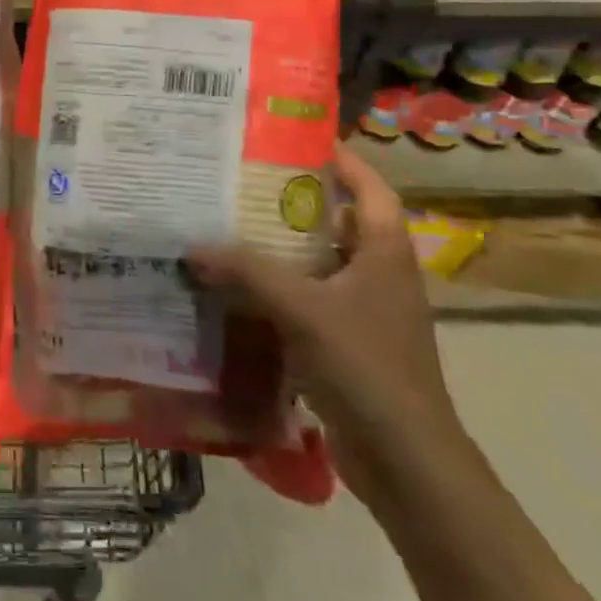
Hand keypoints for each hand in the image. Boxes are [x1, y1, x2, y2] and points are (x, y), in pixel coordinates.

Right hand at [187, 141, 462, 500]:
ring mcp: (366, 313)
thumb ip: (247, 270)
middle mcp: (380, 275)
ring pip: (318, 265)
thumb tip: (193, 245)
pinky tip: (237, 292)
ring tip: (229, 230)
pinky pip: (308, 303)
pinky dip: (277, 293)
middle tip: (241, 184)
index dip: (340, 160)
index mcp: (385, 253)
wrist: (406, 460)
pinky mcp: (348, 346)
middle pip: (337, 223)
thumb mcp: (303, 308)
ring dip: (280, 250)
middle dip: (294, 203)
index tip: (295, 140)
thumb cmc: (366, 367)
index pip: (369, 188)